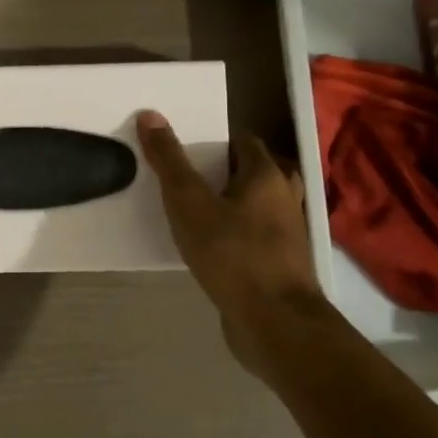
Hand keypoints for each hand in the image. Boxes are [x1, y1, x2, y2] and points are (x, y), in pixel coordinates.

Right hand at [136, 111, 327, 372]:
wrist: (274, 323)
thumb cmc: (232, 254)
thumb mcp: (189, 203)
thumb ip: (169, 161)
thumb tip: (150, 114)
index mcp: (266, 174)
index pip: (242, 140)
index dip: (212, 138)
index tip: (182, 145)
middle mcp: (284, 197)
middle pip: (252, 171)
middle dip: (221, 170)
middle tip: (184, 174)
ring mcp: (286, 232)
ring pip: (255, 204)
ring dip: (229, 202)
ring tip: (192, 207)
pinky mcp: (280, 263)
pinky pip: (254, 234)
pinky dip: (234, 231)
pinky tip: (208, 244)